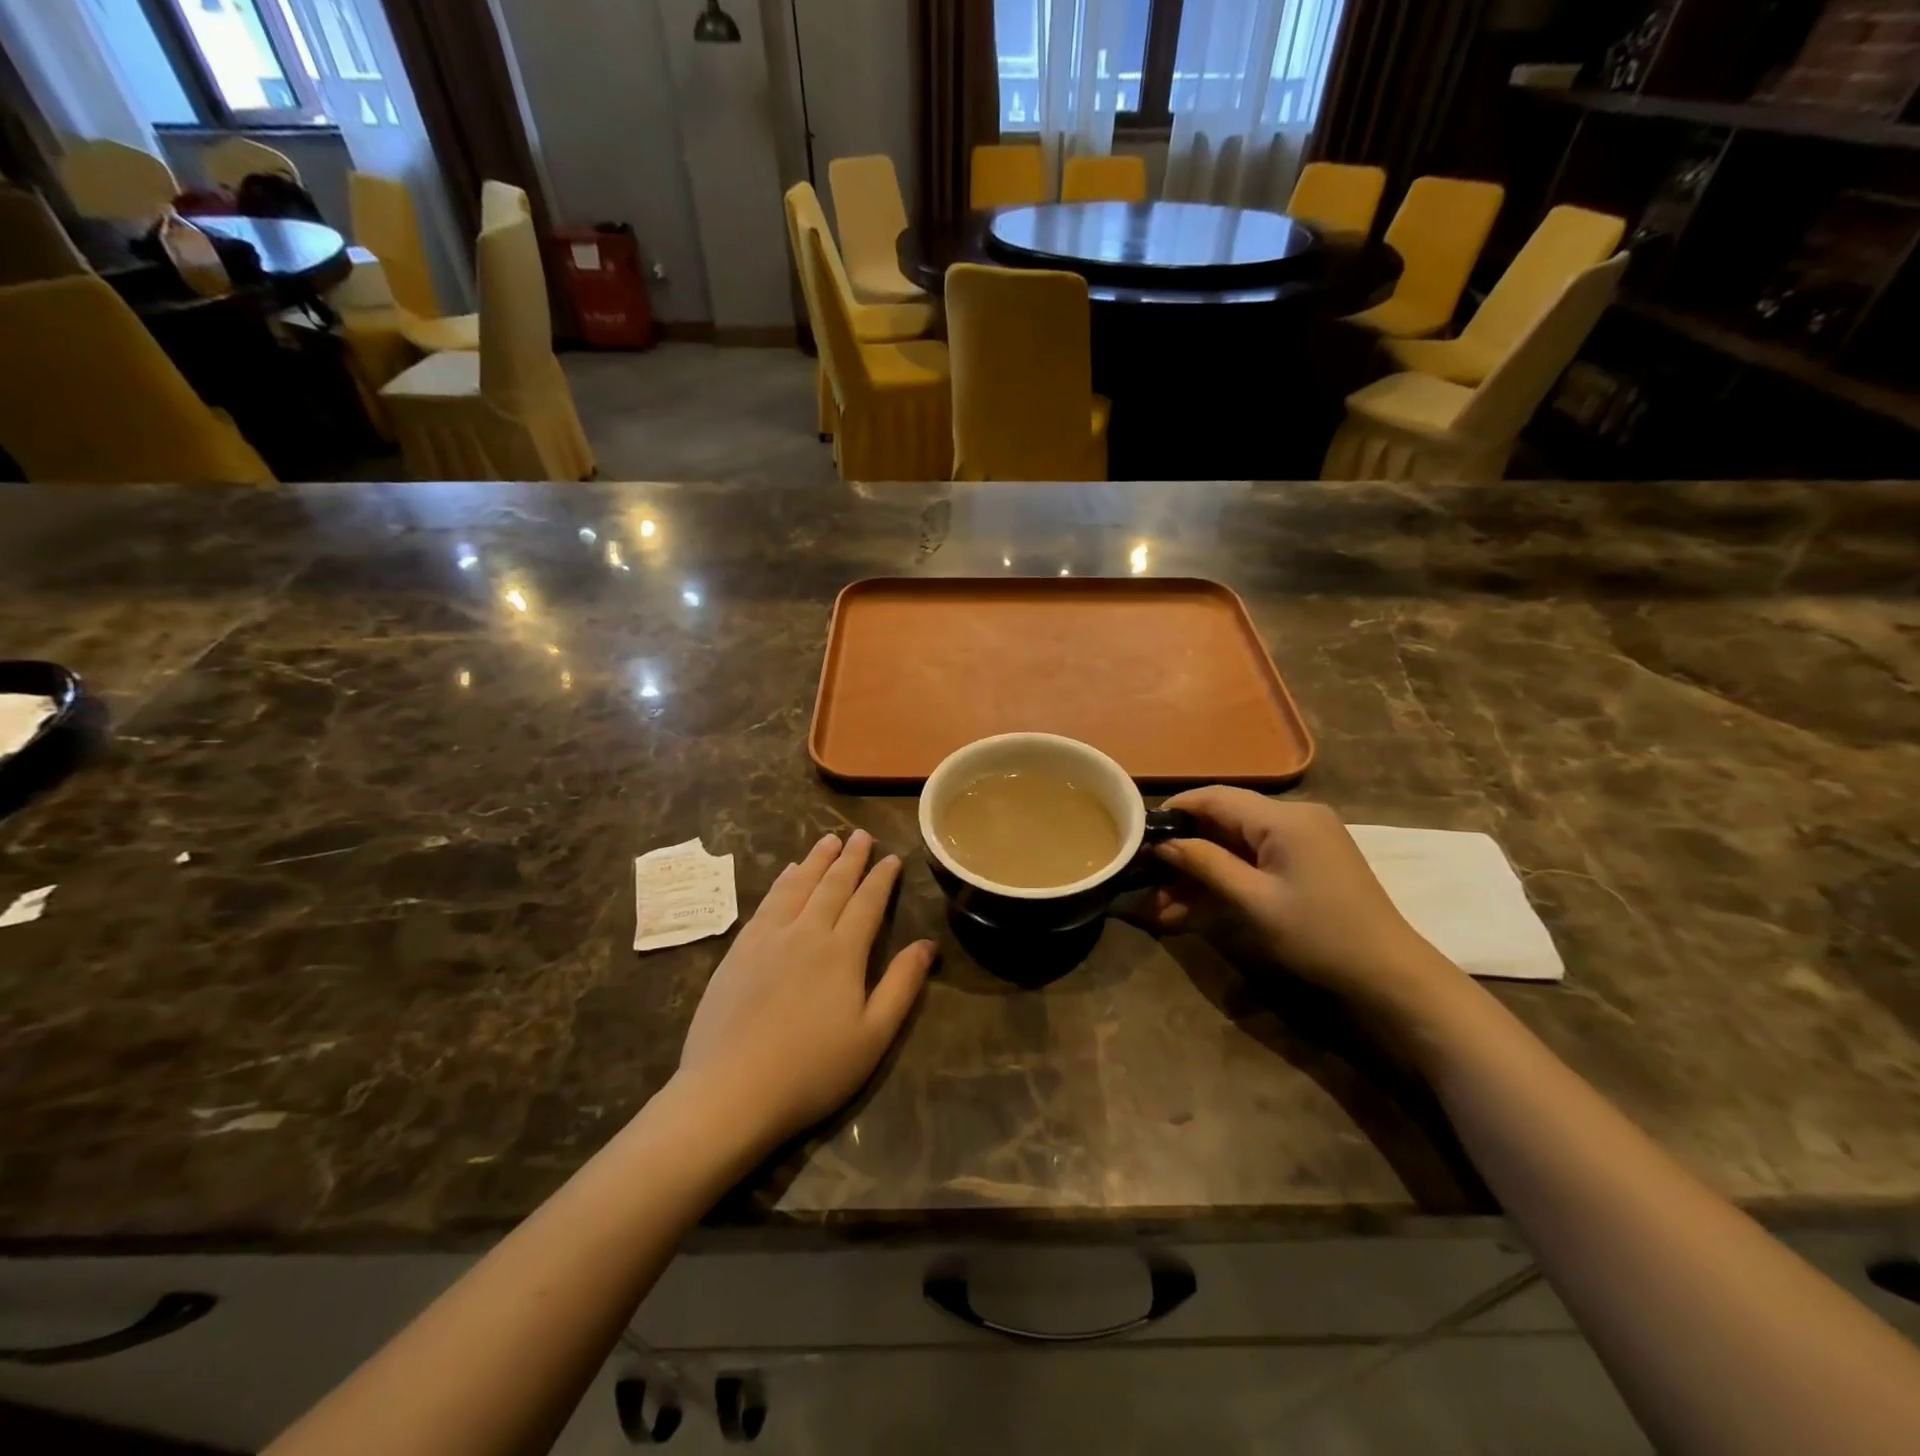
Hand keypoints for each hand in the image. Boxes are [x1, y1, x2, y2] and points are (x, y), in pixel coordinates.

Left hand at [677, 830, 934, 1150]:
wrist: (730, 1091)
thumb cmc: (811, 1070)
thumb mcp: (873, 1036)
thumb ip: (902, 985)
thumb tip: (928, 945)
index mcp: (842, 952)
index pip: (867, 903)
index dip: (881, 878)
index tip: (892, 858)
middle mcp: (806, 933)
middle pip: (832, 886)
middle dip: (850, 858)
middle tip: (861, 834)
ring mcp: (768, 938)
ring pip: (798, 886)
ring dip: (816, 861)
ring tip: (828, 840)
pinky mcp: (739, 950)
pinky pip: (767, 902)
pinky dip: (782, 881)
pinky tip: (787, 873)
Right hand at [1143, 789, 1456, 1005]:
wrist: (1390, 973)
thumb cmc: (1319, 935)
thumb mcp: (1254, 902)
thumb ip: (1205, 864)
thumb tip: (1162, 844)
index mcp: (1284, 818)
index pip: (1214, 797)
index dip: (1174, 812)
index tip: (1139, 834)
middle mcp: (1295, 815)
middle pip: (1224, 819)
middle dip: (1185, 849)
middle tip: (1148, 876)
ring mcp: (1305, 837)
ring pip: (1237, 842)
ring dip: (1202, 869)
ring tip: (1163, 902)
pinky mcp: (1309, 858)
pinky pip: (1256, 857)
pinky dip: (1228, 876)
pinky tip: (1196, 904)